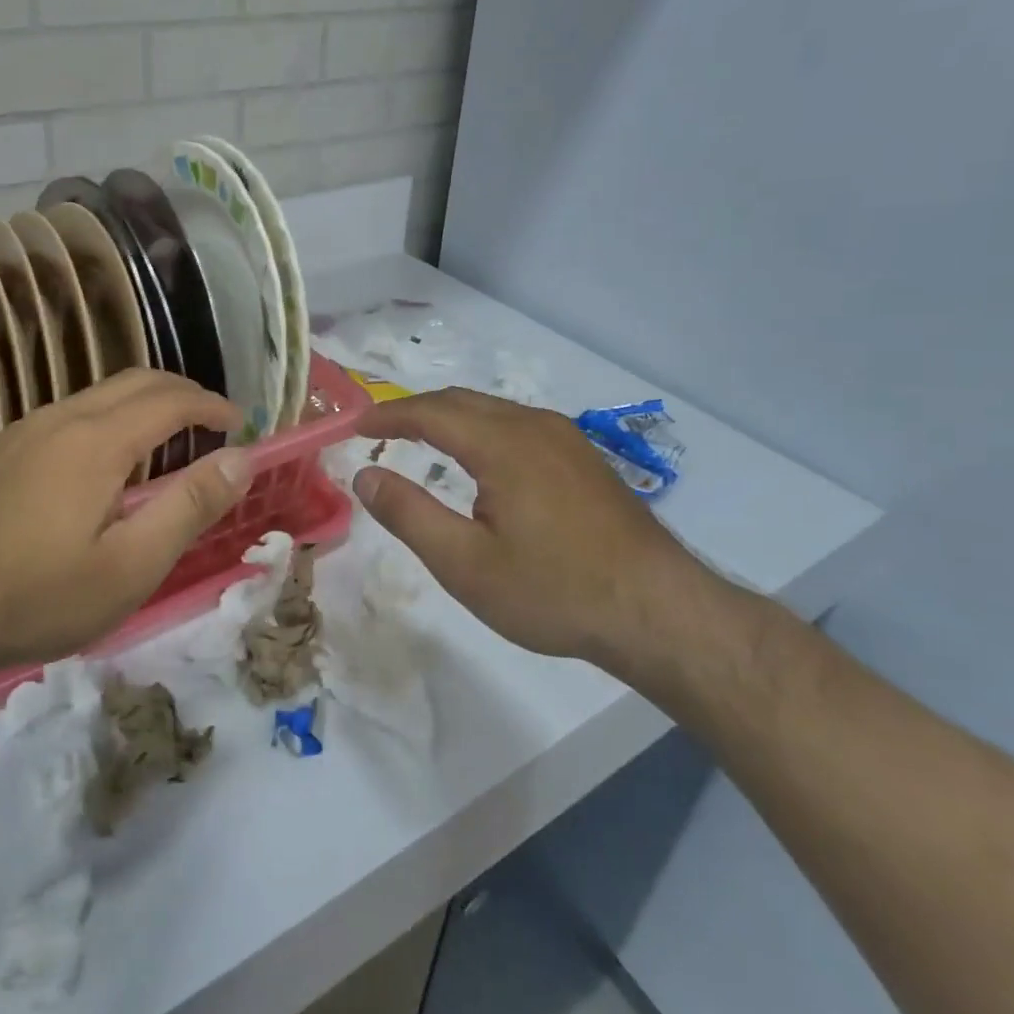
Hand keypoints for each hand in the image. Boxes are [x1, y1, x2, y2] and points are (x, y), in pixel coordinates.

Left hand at [0, 370, 250, 683]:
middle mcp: (62, 417)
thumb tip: (241, 460)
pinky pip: (77, 411)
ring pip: (103, 393)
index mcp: (96, 440)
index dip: (212, 407)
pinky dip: (116, 416)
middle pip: (137, 381)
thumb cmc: (42, 595)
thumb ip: (190, 506)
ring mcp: (28, 429)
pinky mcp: (8, 448)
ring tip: (175, 437)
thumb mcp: (131, 565)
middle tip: (216, 424)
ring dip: (148, 402)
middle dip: (184, 393)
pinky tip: (116, 457)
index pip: (170, 401)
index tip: (241, 425)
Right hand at [353, 388, 709, 673]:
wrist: (659, 611)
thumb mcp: (466, 564)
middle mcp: (534, 426)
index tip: (354, 426)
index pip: (430, 412)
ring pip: (493, 410)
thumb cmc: (554, 591)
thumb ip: (409, 515)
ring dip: (450, 417)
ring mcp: (566, 438)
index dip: (387, 415)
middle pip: (461, 401)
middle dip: (415, 410)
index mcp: (502, 443)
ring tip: (420, 439)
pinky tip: (480, 459)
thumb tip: (365, 476)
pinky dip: (481, 429)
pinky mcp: (584, 458)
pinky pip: (518, 425)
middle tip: (380, 430)